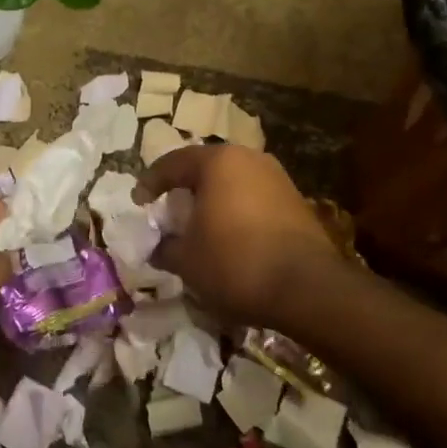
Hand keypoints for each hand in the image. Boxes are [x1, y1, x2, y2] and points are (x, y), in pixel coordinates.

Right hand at [137, 145, 338, 326]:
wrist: (307, 288)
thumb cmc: (235, 263)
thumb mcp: (186, 260)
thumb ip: (165, 247)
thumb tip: (159, 247)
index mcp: (217, 162)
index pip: (172, 163)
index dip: (150, 183)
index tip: (139, 203)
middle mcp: (249, 159)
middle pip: (205, 168)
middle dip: (184, 189)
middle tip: (169, 211)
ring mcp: (277, 178)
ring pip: (232, 182)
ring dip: (212, 200)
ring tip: (199, 226)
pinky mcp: (296, 201)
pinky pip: (254, 198)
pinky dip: (236, 211)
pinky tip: (230, 237)